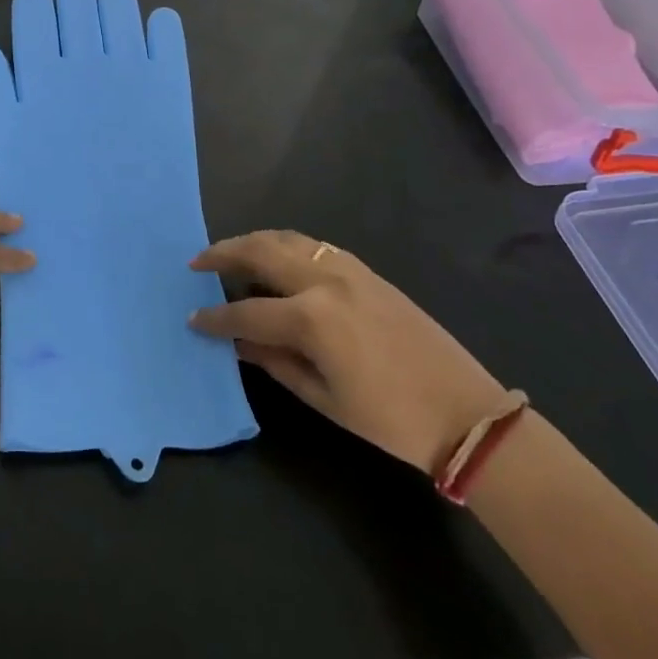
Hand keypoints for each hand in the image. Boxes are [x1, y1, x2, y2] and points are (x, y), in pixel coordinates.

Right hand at [188, 231, 506, 473]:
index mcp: (311, 319)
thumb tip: (237, 343)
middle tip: (197, 262)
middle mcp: (324, 282)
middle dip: (223, 254)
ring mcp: (348, 270)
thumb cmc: (390, 419)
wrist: (466, 414)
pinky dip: (286, 246)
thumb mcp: (323, 398)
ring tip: (231, 254)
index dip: (215, 318)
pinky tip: (278, 259)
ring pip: (287, 239)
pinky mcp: (367, 271)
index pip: (246, 312)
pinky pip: (315, 246)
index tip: (192, 318)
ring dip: (253, 242)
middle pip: (260, 252)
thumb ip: (274, 362)